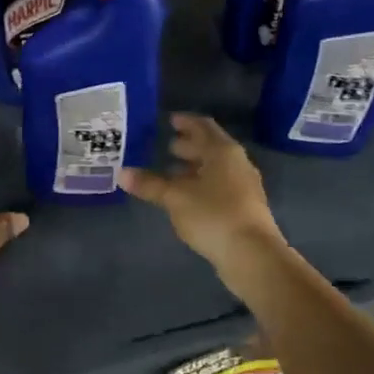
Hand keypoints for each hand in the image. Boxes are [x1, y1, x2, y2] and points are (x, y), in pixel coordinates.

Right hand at [119, 114, 285, 271]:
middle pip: (211, 147)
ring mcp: (244, 186)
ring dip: (196, 167)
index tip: (170, 120)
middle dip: (190, 145)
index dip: (186, 122)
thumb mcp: (175, 197)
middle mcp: (237, 163)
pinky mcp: (245, 207)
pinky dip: (203, 184)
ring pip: (216, 168)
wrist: (251, 253)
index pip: (203, 126)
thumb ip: (149, 184)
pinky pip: (221, 186)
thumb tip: (122, 173)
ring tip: (173, 172)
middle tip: (168, 146)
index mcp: (222, 151)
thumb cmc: (212, 214)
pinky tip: (189, 197)